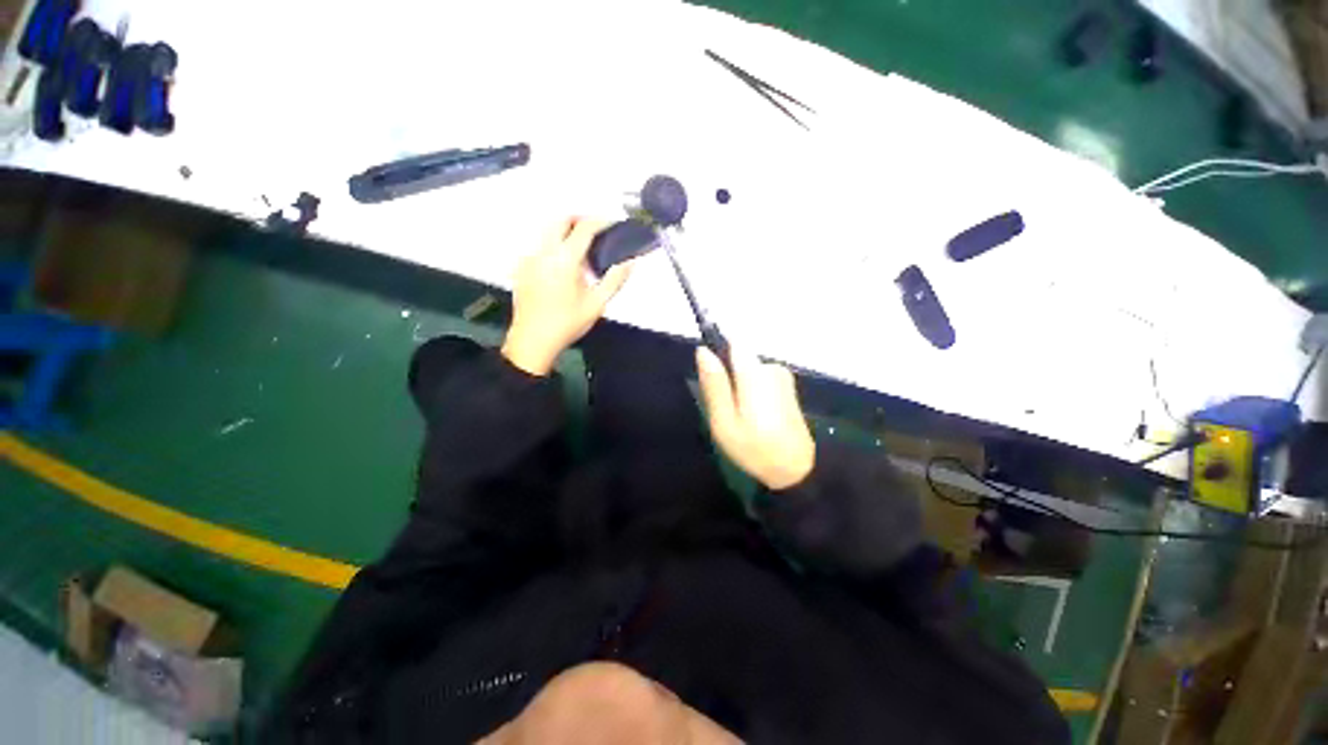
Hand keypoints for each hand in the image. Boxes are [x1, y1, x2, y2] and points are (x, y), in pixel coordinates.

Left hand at [502, 218, 632, 375]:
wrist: (533, 340)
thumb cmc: (568, 323)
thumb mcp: (597, 304)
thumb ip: (615, 280)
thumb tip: (630, 262)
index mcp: (564, 259)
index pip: (584, 228)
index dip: (600, 221)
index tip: (612, 223)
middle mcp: (544, 251)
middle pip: (560, 220)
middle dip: (579, 219)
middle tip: (596, 231)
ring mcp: (529, 258)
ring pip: (547, 231)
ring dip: (565, 231)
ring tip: (582, 248)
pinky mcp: (521, 267)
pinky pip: (539, 246)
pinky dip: (554, 245)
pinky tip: (562, 265)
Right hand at [696, 347, 815, 489]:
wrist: (796, 470)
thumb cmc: (755, 448)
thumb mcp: (724, 421)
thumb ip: (714, 384)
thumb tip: (703, 350)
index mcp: (754, 373)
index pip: (733, 341)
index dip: (718, 353)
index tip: (712, 377)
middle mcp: (771, 367)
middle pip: (739, 357)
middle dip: (727, 376)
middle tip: (724, 408)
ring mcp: (782, 376)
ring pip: (748, 369)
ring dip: (738, 387)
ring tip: (738, 416)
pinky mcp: (786, 386)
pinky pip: (759, 378)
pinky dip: (751, 392)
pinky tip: (753, 415)